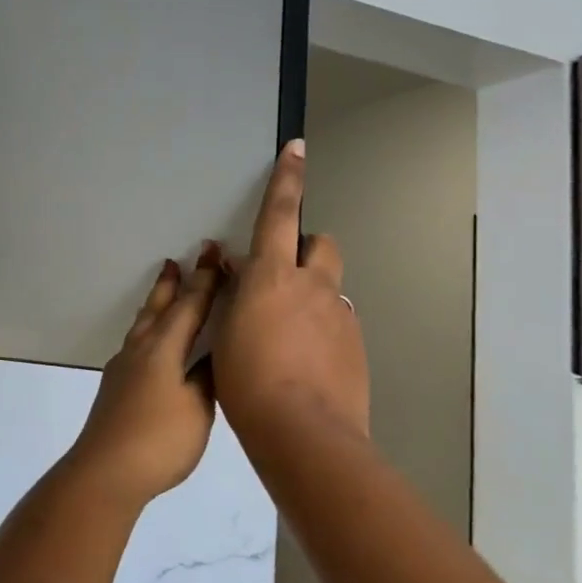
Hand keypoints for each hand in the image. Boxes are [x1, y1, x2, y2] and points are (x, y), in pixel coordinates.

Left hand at [66, 244, 224, 505]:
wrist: (105, 471)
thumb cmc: (159, 440)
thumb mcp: (197, 408)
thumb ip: (206, 377)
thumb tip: (211, 355)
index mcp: (163, 349)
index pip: (188, 307)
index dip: (205, 281)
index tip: (213, 253)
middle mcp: (139, 350)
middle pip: (158, 308)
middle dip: (172, 284)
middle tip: (178, 260)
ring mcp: (123, 368)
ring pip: (143, 324)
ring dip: (156, 304)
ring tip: (163, 290)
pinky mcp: (116, 387)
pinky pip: (136, 343)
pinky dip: (148, 330)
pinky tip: (149, 343)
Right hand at [213, 140, 371, 454]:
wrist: (304, 433)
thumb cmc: (248, 382)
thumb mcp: (226, 334)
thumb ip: (234, 296)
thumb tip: (236, 271)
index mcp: (274, 277)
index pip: (280, 214)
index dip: (286, 178)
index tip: (297, 148)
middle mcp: (314, 287)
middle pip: (320, 244)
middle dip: (304, 248)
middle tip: (279, 277)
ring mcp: (340, 316)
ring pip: (329, 287)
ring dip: (310, 294)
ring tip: (287, 333)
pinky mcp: (355, 345)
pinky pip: (337, 321)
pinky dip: (321, 328)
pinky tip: (304, 362)